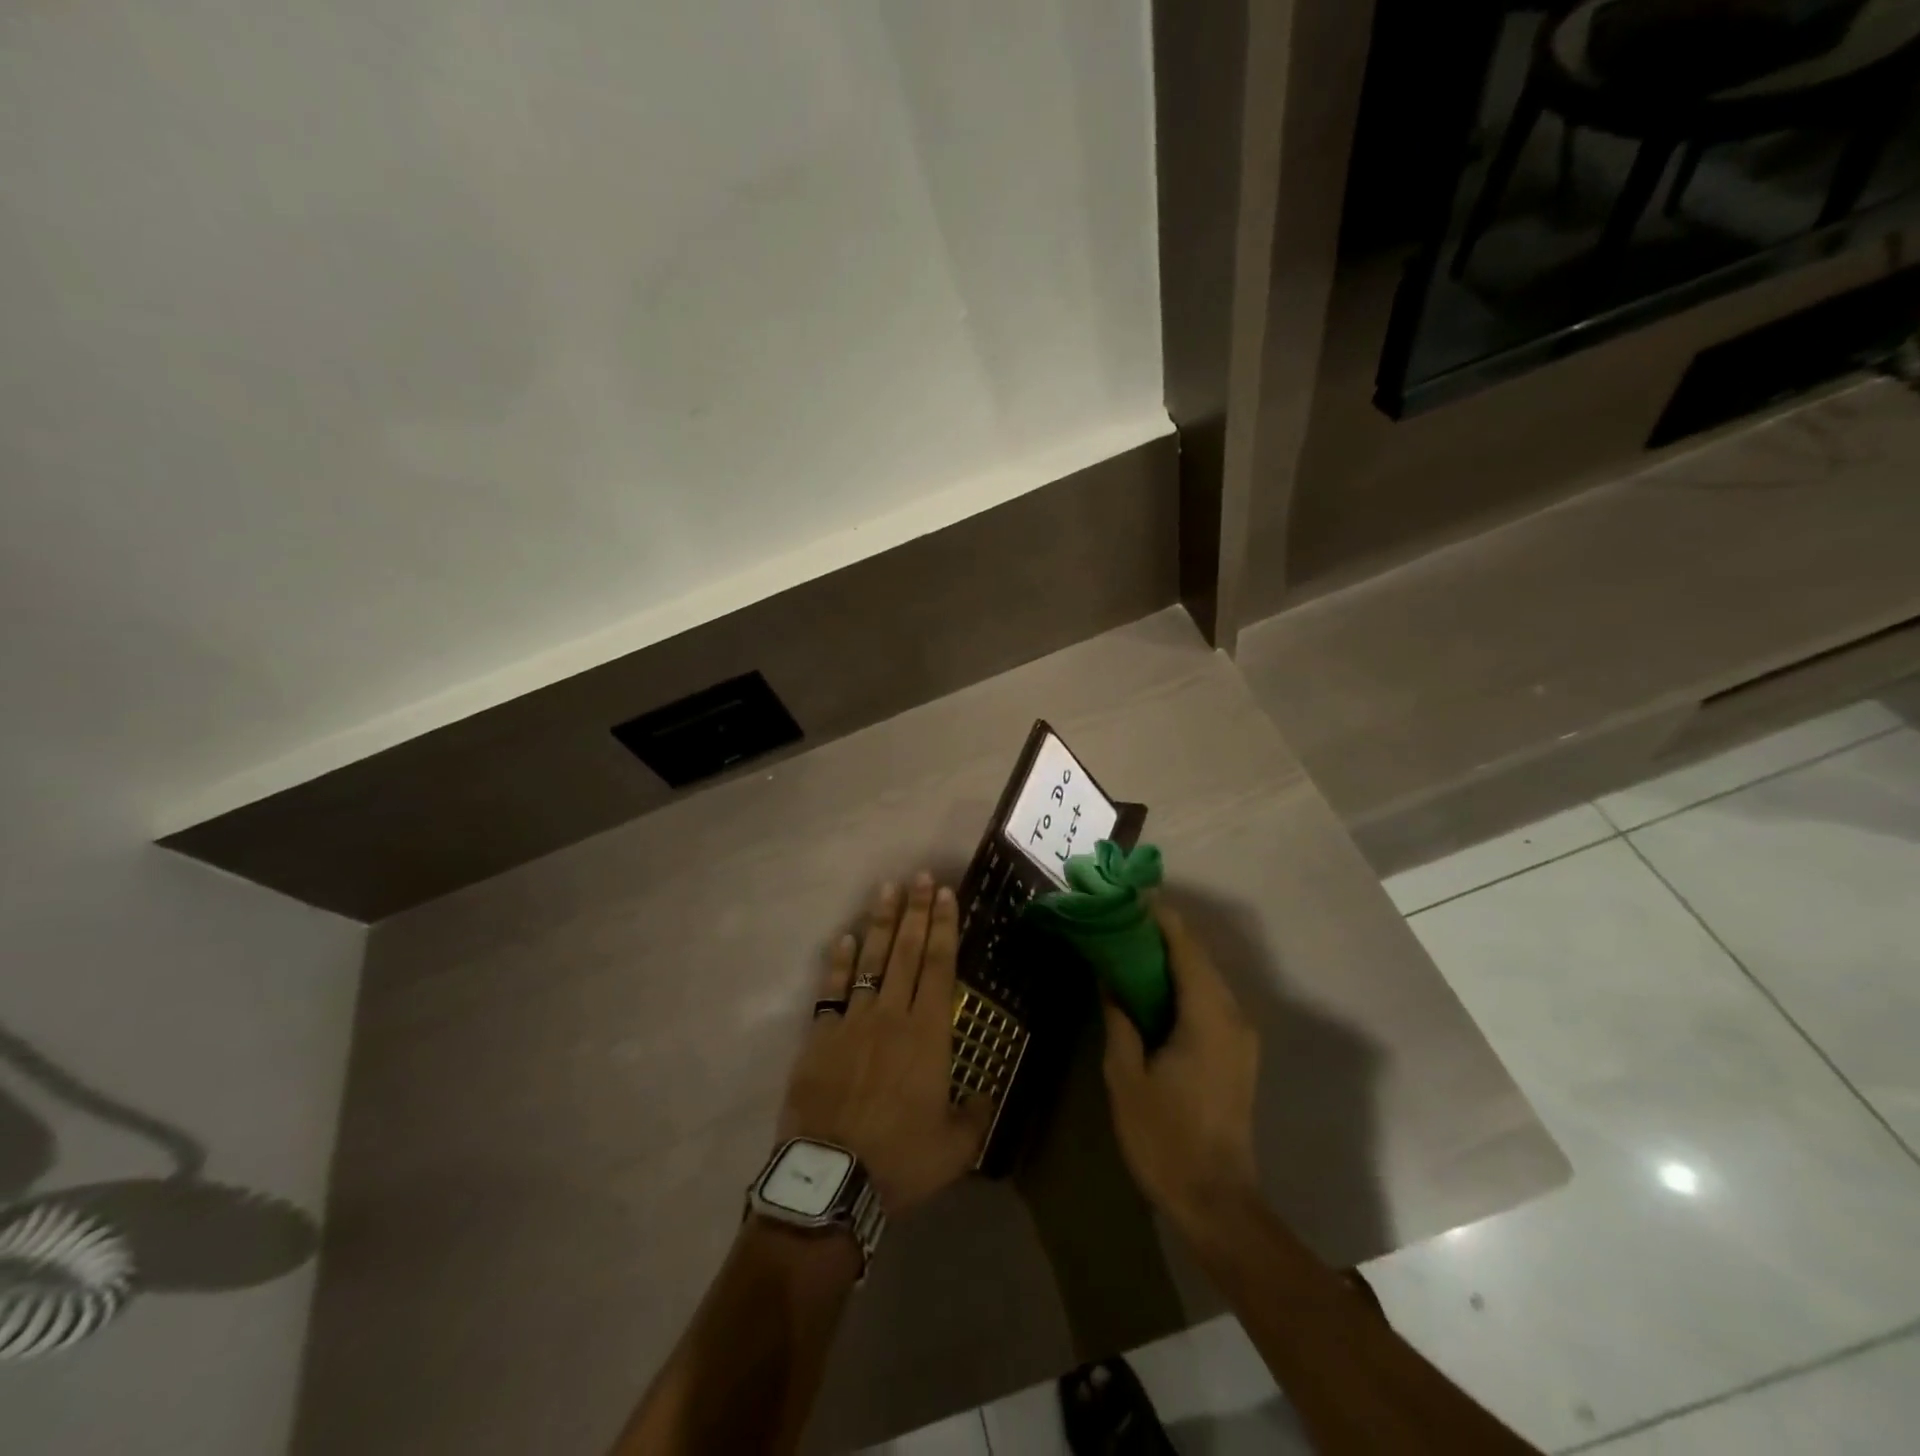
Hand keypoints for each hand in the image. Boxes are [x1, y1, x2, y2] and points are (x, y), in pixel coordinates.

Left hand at [777, 874, 993, 1217]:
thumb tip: (984, 1093)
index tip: (946, 894)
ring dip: (881, 924)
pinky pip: (831, 989)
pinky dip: (838, 961)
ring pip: (870, 960)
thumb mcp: (955, 1147)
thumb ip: (975, 1114)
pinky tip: (844, 938)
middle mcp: (892, 1015)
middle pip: (908, 951)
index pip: (940, 966)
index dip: (945, 927)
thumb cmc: (900, 1160)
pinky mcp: (820, 1035)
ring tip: (887, 890)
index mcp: (928, 1034)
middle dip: (917, 911)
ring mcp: (853, 1021)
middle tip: (920, 877)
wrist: (831, 1179)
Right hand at [1101, 902, 1260, 1234]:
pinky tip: (1150, 986)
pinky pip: (1209, 999)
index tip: (1124, 896)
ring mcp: (1241, 1034)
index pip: (1184, 945)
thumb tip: (1107, 977)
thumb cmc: (1165, 1139)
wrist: (1217, 1202)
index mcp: (1207, 1016)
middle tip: (1116, 919)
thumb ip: (1118, 1019)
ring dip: (1170, 957)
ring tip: (1126, 945)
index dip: (1156, 916)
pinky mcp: (1238, 1051)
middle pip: (1197, 955)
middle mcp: (1232, 1015)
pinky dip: (1180, 982)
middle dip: (1159, 932)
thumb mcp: (1125, 1077)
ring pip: (1204, 976)